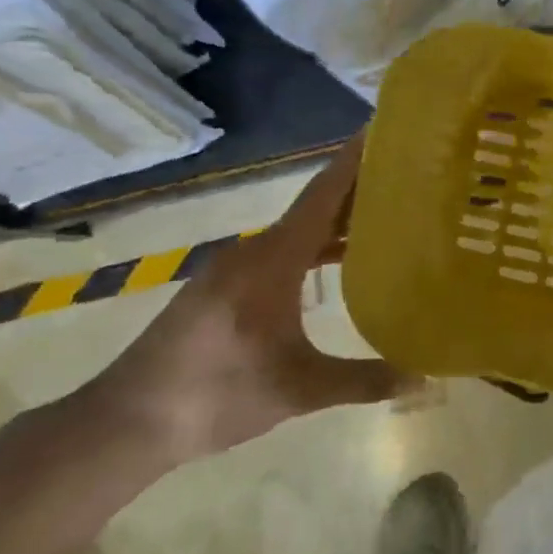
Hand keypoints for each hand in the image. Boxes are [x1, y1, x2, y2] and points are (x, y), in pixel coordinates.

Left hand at [91, 134, 416, 465]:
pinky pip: (284, 249)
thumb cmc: (215, 395)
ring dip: (340, 220)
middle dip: (360, 189)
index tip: (385, 130)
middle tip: (411, 177)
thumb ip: (364, 380)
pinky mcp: (226, 285)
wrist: (126, 423)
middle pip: (315, 206)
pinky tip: (343, 260)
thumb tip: (426, 378)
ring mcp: (236, 266)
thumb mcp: (299, 391)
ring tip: (390, 214)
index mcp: (272, 260)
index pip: (322, 196)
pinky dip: (317, 245)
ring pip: (299, 229)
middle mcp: (254, 251)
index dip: (354, 161)